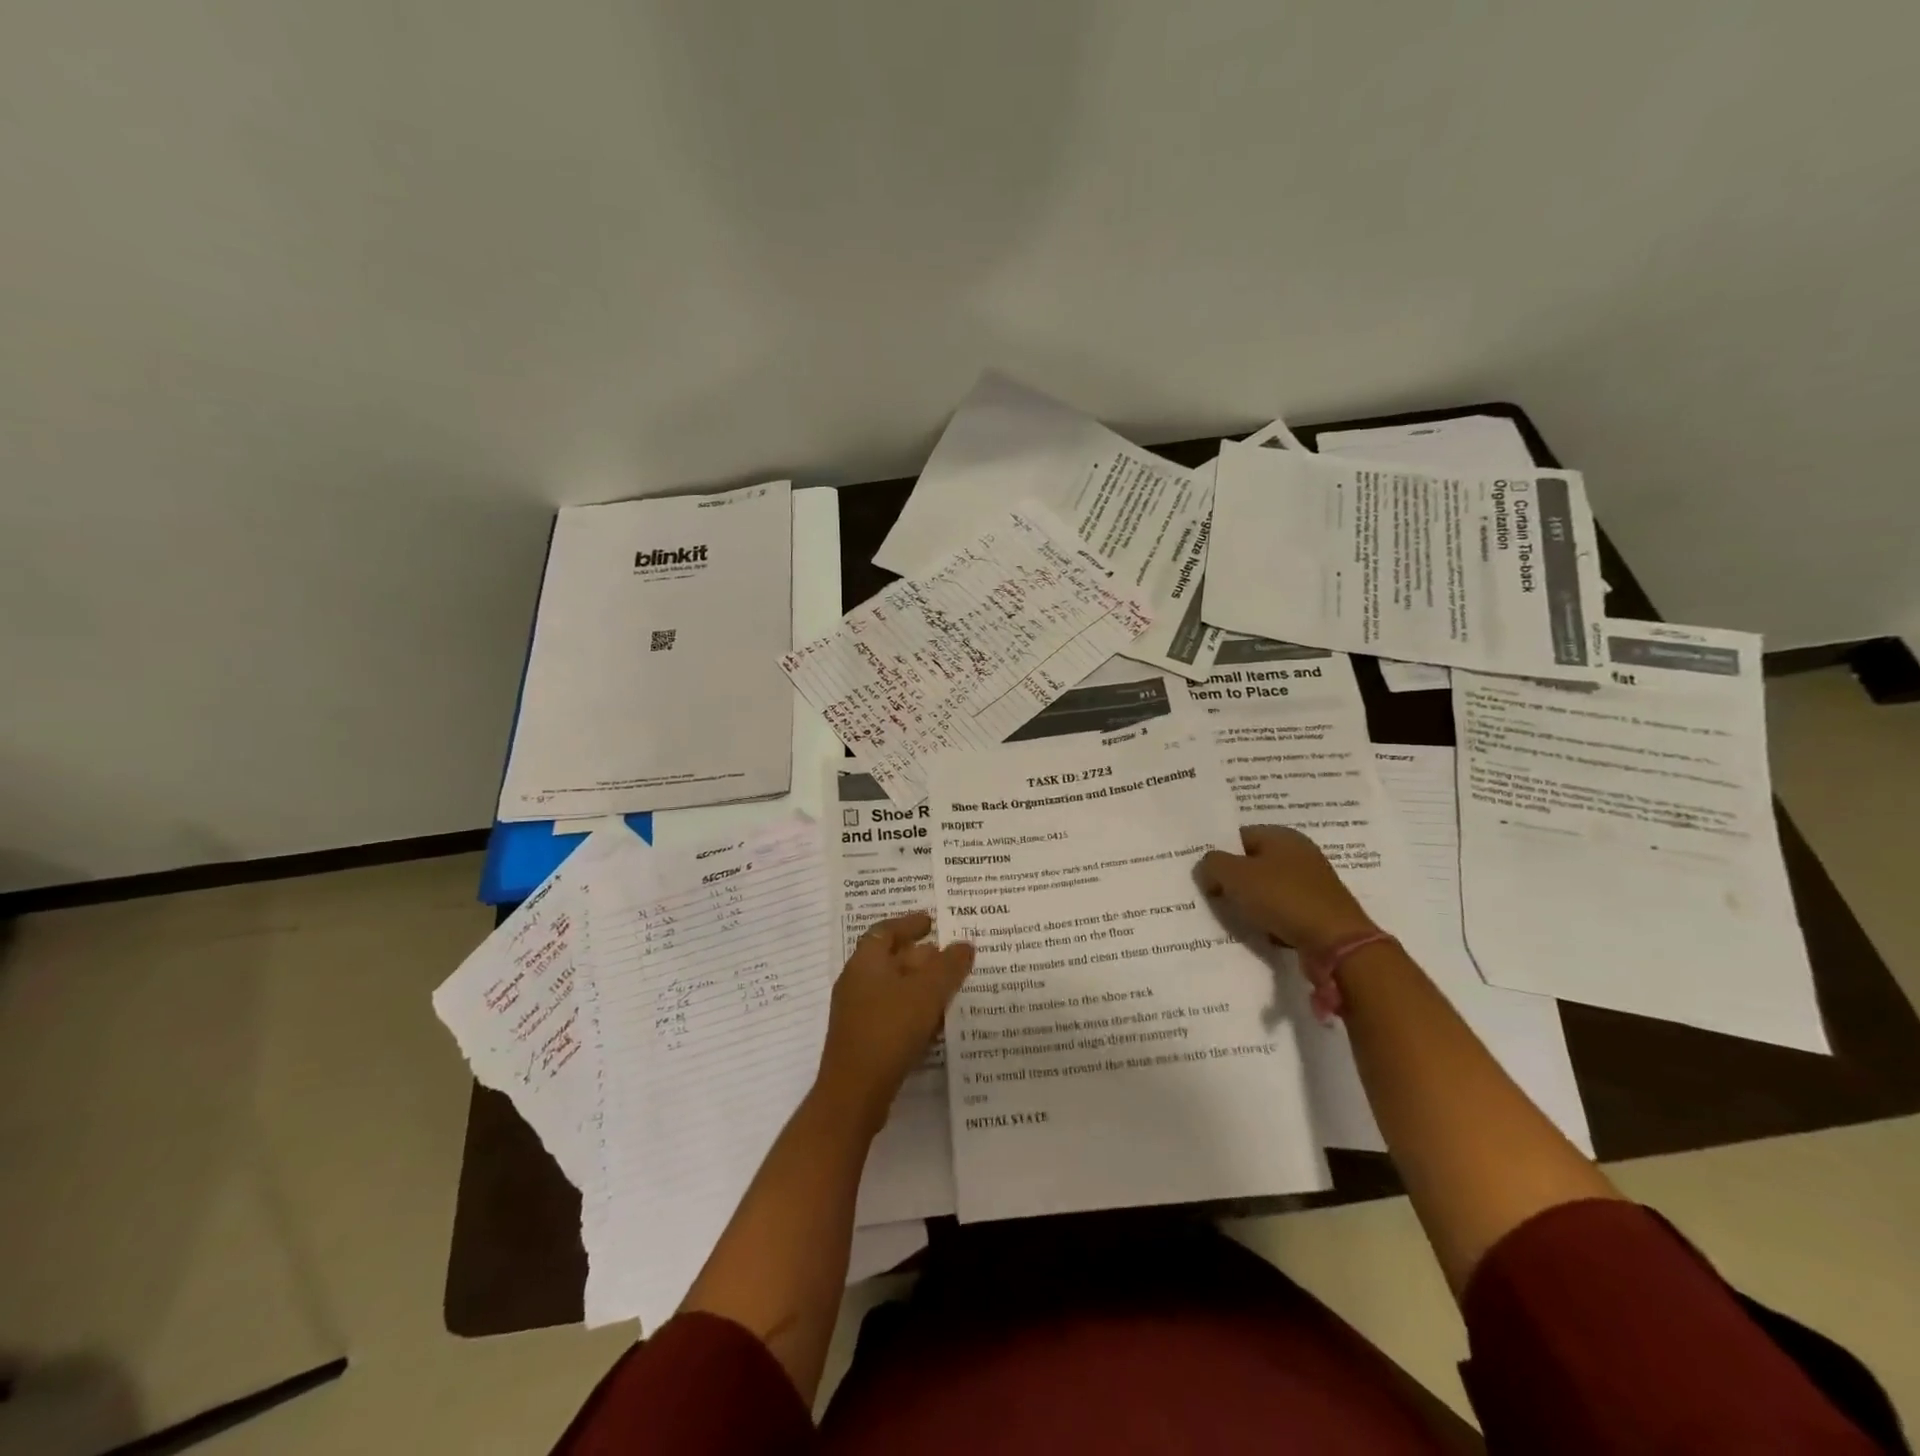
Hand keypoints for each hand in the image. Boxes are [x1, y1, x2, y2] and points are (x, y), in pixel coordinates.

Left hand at [813, 912, 973, 1135]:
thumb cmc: (889, 1030)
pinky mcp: (862, 1040)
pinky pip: (891, 1014)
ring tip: (949, 989)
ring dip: (919, 986)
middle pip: (890, 959)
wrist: (854, 1093)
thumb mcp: (927, 993)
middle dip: (920, 956)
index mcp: (865, 962)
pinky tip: (934, 1023)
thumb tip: (964, 945)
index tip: (932, 922)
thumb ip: (948, 966)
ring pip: (892, 988)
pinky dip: (913, 1010)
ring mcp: (856, 1013)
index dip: (909, 923)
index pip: (886, 930)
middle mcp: (856, 982)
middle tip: (950, 956)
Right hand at [1196, 826, 1378, 958]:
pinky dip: (1271, 919)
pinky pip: (1284, 909)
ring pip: (1268, 888)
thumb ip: (1212, 865)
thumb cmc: (1283, 898)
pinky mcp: (1319, 909)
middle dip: (1233, 880)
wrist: (1336, 942)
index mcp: (1282, 835)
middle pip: (1253, 862)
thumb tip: (1207, 867)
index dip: (1219, 854)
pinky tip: (1261, 931)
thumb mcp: (1235, 876)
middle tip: (1214, 896)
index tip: (1204, 876)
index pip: (1238, 836)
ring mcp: (1312, 882)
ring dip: (1251, 902)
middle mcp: (1300, 853)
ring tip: (1235, 916)